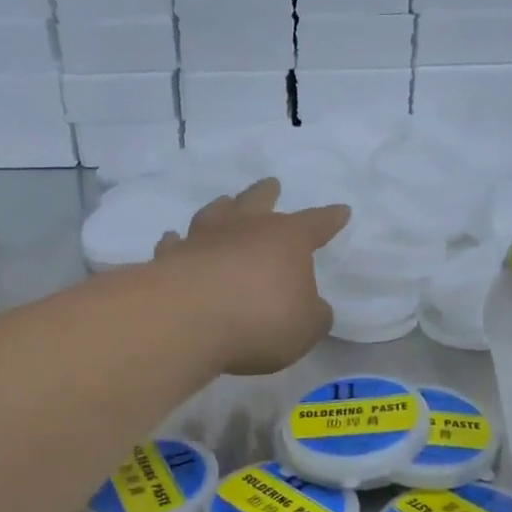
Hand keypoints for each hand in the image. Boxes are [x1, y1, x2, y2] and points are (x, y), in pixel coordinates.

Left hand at [155, 179, 349, 375]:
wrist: (189, 320)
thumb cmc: (261, 320)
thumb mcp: (306, 327)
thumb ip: (313, 315)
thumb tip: (311, 307)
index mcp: (287, 240)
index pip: (316, 224)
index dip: (330, 219)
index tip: (341, 211)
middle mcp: (245, 229)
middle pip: (259, 201)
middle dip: (268, 193)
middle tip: (271, 184)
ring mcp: (204, 239)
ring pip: (215, 213)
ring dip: (222, 208)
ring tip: (224, 204)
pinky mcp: (171, 258)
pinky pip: (175, 244)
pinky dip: (176, 242)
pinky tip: (173, 240)